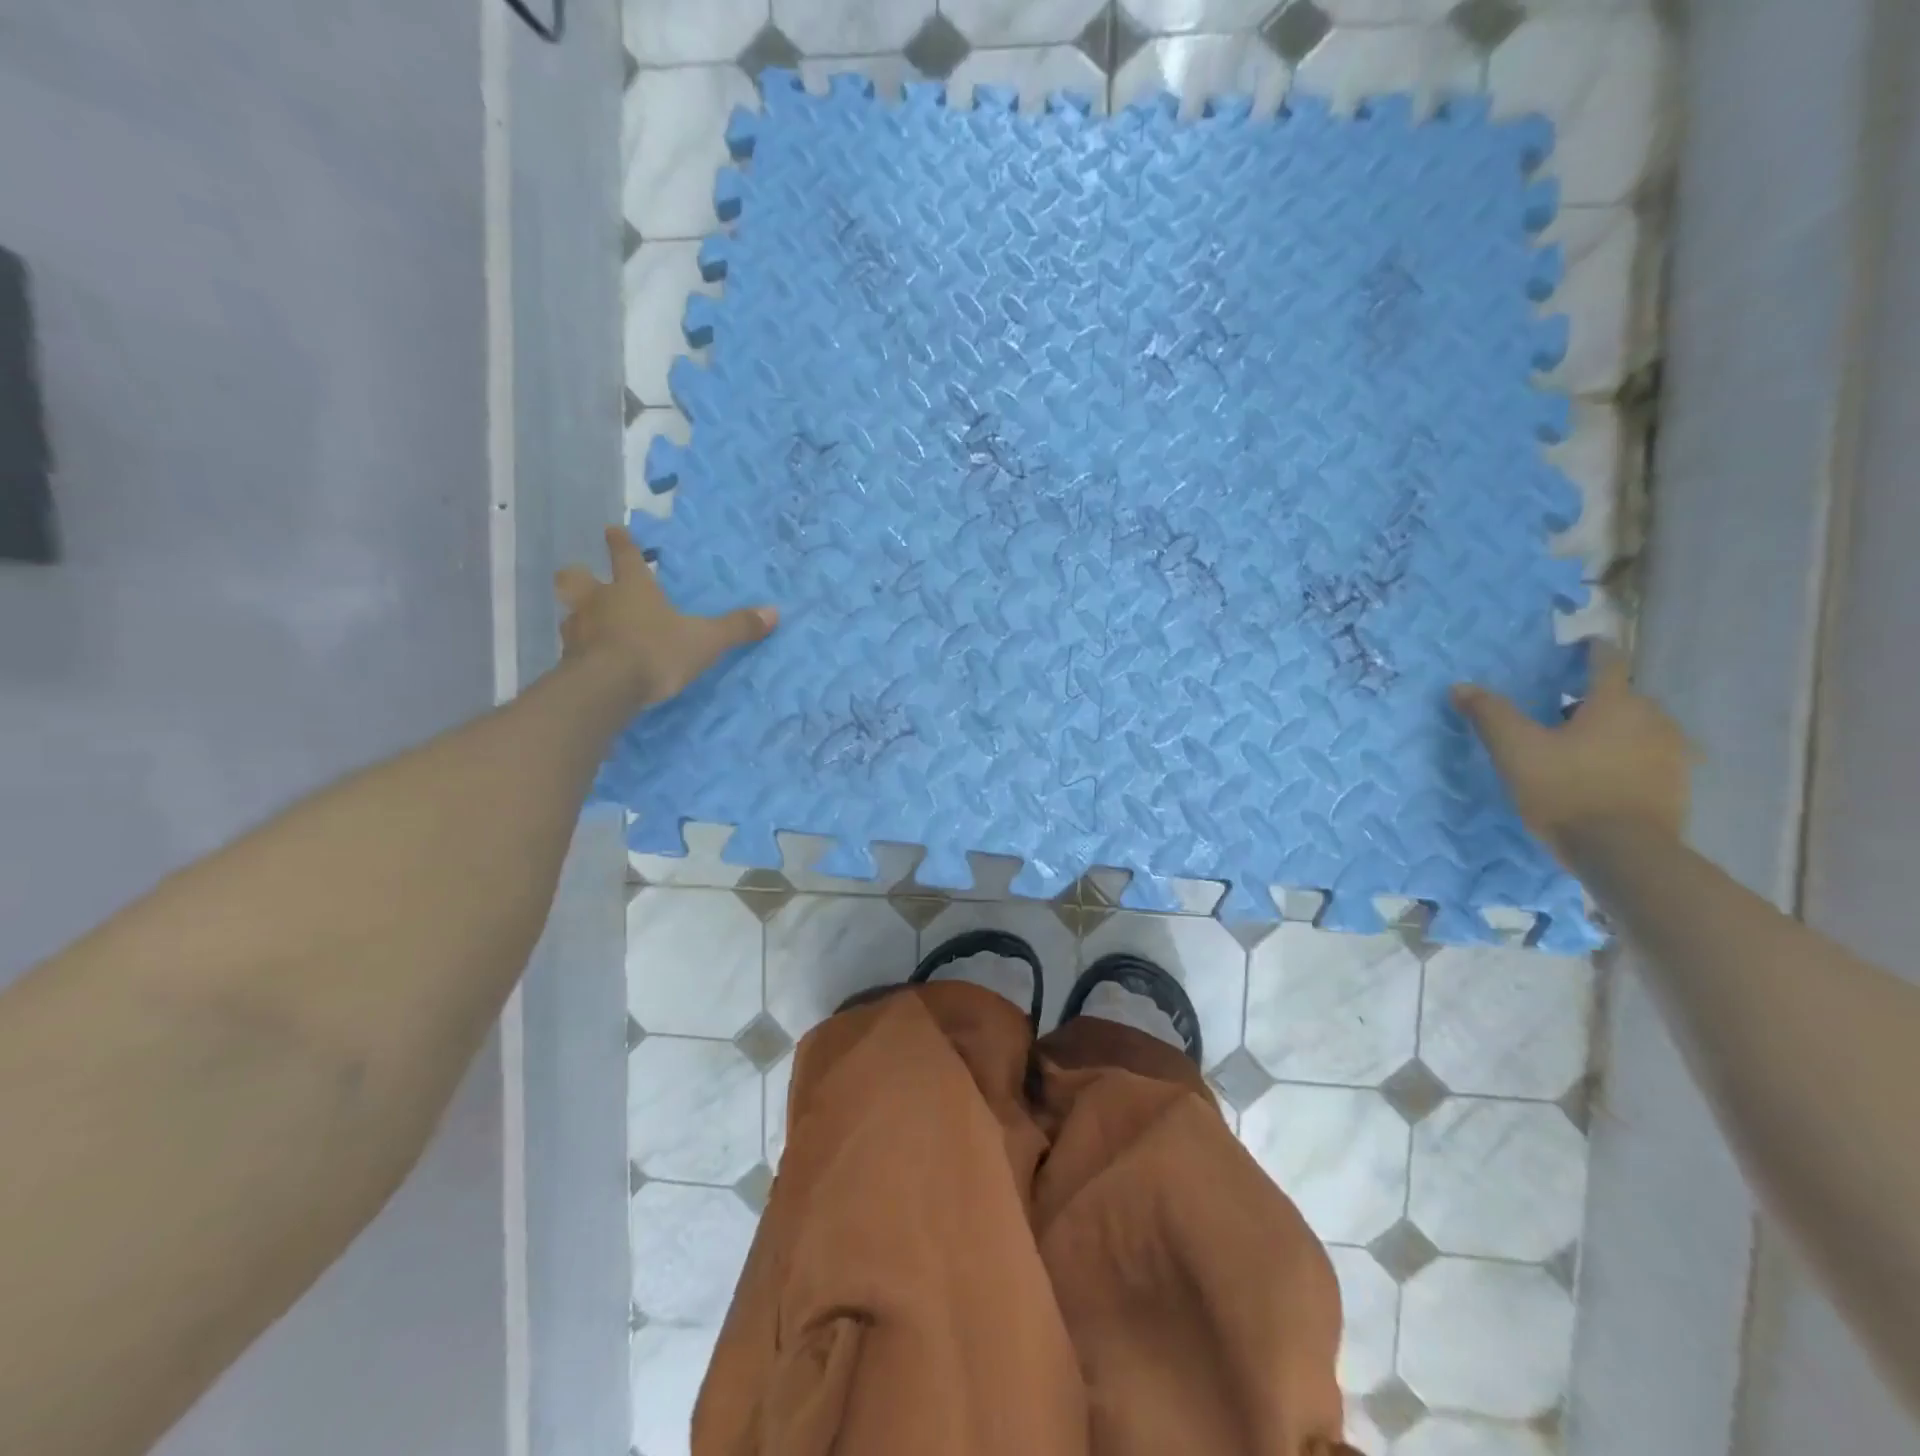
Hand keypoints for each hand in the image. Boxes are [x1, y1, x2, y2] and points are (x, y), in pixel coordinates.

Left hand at [554, 525, 776, 709]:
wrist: (606, 688)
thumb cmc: (656, 651)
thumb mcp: (705, 641)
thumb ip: (736, 627)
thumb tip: (774, 612)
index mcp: (632, 588)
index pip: (624, 556)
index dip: (621, 542)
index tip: (612, 529)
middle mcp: (599, 602)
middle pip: (577, 578)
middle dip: (580, 576)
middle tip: (584, 579)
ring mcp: (578, 631)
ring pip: (571, 614)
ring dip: (579, 616)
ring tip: (590, 627)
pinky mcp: (568, 662)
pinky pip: (572, 649)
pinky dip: (580, 651)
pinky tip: (590, 661)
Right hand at [1451, 642, 1689, 862]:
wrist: (1623, 852)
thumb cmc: (1566, 790)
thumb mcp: (1515, 750)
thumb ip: (1490, 714)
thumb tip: (1460, 686)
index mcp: (1616, 703)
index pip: (1608, 662)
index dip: (1593, 650)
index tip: (1582, 644)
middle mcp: (1653, 719)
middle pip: (1624, 696)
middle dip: (1595, 698)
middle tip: (1561, 709)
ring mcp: (1673, 753)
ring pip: (1639, 727)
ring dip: (1613, 728)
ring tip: (1581, 745)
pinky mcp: (1677, 784)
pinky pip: (1650, 756)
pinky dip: (1629, 755)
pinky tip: (1606, 773)